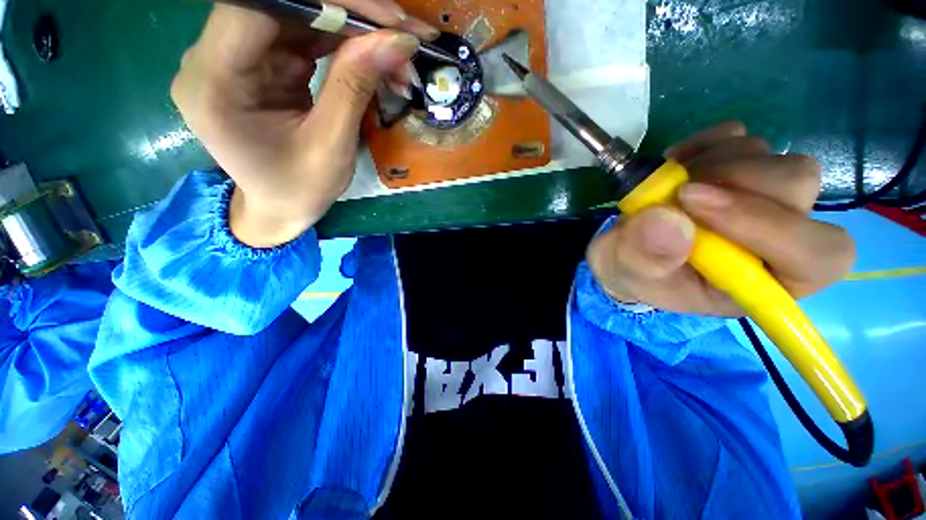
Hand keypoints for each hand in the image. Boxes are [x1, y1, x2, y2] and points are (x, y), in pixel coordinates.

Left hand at [172, 2, 437, 246]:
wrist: (280, 209)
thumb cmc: (299, 190)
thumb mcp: (331, 146)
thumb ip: (355, 87)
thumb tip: (397, 40)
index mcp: (215, 81)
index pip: (259, 5)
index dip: (324, 0)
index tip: (384, 16)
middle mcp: (215, 57)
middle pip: (281, 4)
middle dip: (348, 13)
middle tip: (401, 30)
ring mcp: (239, 57)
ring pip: (298, 16)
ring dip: (353, 29)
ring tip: (397, 51)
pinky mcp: (262, 63)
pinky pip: (305, 37)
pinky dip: (345, 44)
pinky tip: (376, 59)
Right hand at [587, 122, 855, 316]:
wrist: (628, 251)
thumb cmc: (636, 272)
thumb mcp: (630, 275)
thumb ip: (646, 257)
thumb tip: (668, 219)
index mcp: (765, 281)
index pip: (811, 253)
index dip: (765, 223)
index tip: (690, 202)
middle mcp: (781, 238)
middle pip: (799, 187)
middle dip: (737, 180)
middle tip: (679, 191)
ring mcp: (766, 198)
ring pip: (774, 157)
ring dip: (715, 163)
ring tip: (669, 185)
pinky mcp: (743, 169)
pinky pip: (742, 138)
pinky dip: (706, 144)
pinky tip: (678, 165)